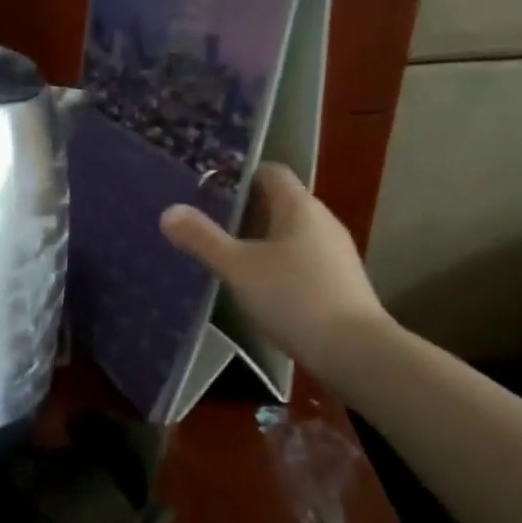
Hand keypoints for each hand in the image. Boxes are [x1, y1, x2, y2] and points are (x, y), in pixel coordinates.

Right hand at [160, 164, 391, 381]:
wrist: (352, 350)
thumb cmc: (292, 298)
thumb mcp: (237, 268)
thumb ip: (202, 239)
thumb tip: (168, 212)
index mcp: (299, 207)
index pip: (270, 173)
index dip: (240, 177)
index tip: (209, 192)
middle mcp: (322, 220)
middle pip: (279, 203)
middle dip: (245, 211)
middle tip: (208, 228)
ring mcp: (334, 252)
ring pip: (290, 233)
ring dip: (260, 240)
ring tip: (227, 259)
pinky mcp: (338, 280)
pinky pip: (301, 259)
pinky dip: (277, 264)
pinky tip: (258, 287)